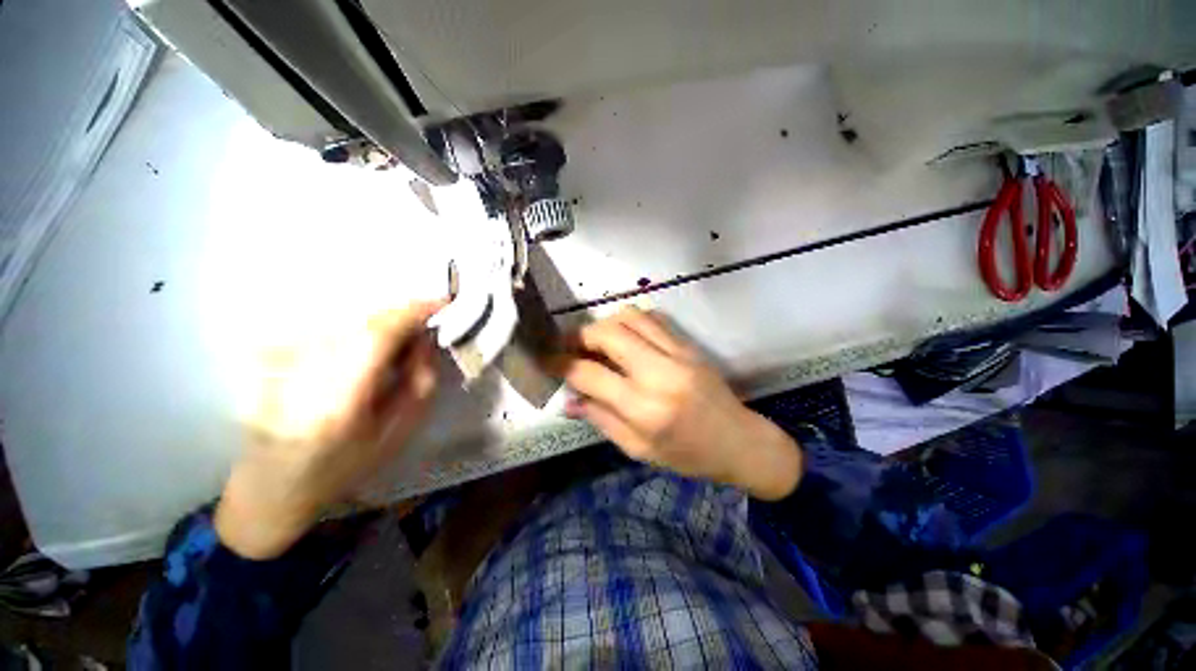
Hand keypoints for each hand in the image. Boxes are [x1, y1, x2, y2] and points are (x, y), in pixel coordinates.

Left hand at [215, 301, 443, 558]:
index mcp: (339, 397)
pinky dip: (359, 331)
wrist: (273, 483)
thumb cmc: (343, 466)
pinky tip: (366, 353)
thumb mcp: (398, 432)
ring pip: (350, 320)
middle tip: (428, 327)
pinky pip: (331, 328)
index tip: (444, 303)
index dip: (414, 311)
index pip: (378, 333)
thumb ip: (420, 382)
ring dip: (384, 324)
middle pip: (365, 320)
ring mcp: (284, 358)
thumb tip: (426, 340)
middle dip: (404, 316)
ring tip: (400, 344)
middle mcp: (305, 368)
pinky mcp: (275, 353)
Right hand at [555, 307, 801, 499]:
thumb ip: (601, 419)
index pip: (590, 374)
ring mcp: (677, 353)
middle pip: (608, 333)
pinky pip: (653, 318)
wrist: (739, 442)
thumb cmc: (688, 455)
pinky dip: (630, 321)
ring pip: (630, 316)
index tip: (545, 360)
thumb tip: (569, 399)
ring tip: (595, 340)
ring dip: (605, 323)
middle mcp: (659, 373)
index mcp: (644, 408)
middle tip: (568, 346)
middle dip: (579, 335)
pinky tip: (625, 337)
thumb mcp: (638, 450)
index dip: (560, 364)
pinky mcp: (688, 345)